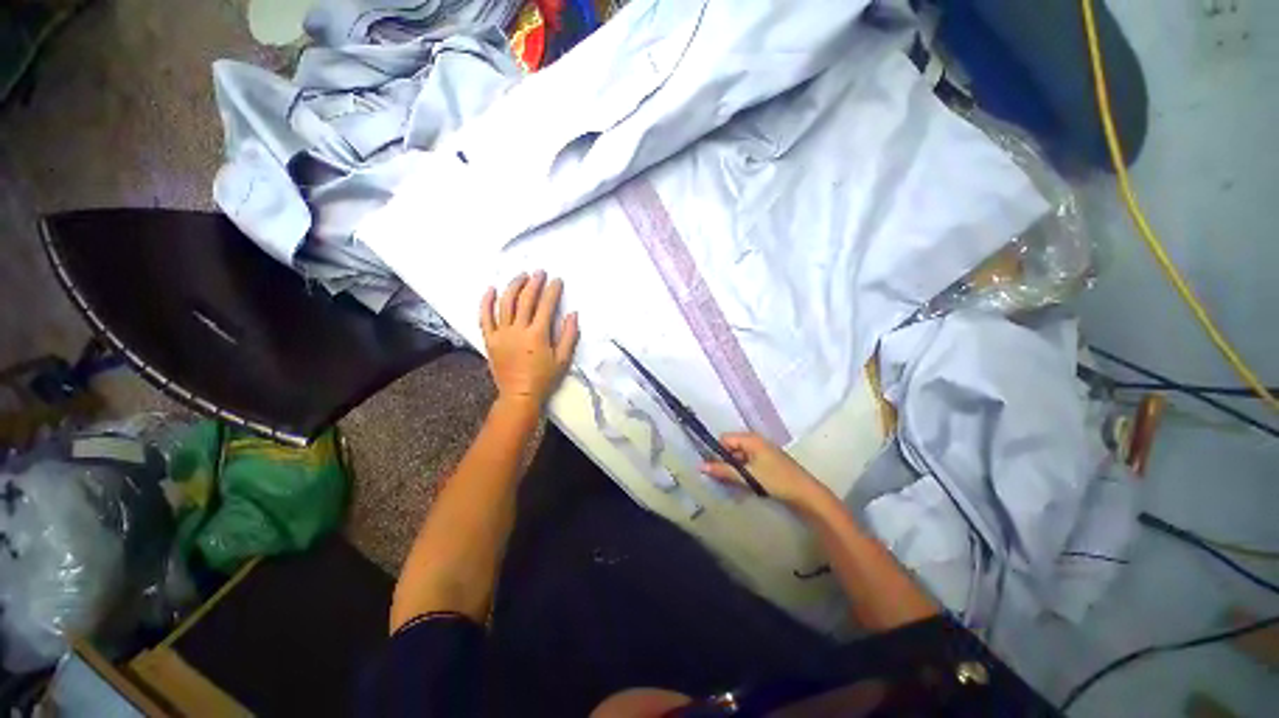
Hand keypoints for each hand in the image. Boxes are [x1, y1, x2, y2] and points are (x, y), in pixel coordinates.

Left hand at [480, 271, 579, 409]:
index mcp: (537, 335)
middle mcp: (518, 330)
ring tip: (520, 276)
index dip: (552, 290)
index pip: (546, 305)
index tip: (557, 280)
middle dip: (534, 283)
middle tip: (540, 272)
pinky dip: (486, 302)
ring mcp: (501, 333)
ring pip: (505, 303)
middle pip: (525, 300)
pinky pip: (484, 317)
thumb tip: (573, 314)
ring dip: (513, 286)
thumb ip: (569, 335)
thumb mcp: (563, 359)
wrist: (519, 395)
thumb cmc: (544, 378)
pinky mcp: (490, 339)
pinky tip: (491, 289)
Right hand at [701, 433, 833, 514]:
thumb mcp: (748, 475)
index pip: (724, 439)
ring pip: (739, 458)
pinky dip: (744, 473)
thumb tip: (700, 466)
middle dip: (725, 463)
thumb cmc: (776, 480)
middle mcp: (756, 441)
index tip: (714, 469)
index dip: (717, 453)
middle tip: (722, 479)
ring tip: (734, 484)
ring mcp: (762, 452)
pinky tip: (745, 485)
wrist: (806, 494)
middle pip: (731, 448)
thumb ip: (723, 470)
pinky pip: (748, 464)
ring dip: (734, 470)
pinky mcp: (767, 463)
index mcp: (751, 439)